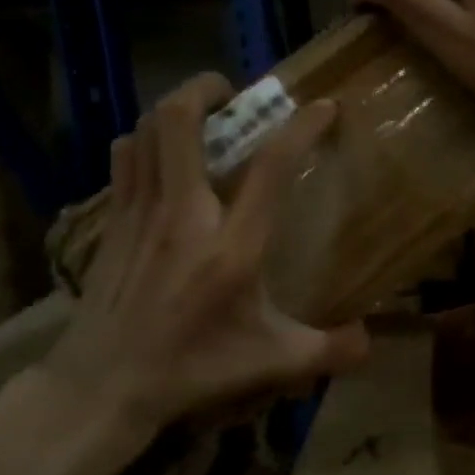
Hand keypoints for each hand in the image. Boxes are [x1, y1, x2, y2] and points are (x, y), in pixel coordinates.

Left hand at [43, 74, 369, 445]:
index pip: (271, 167)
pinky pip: (124, 158)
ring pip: (145, 131)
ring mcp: (141, 214)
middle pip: (179, 121)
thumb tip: (370, 342)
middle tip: (233, 93)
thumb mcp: (272, 362)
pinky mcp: (113, 223)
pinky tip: (161, 158)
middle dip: (206, 88)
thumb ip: (328, 350)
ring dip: (173, 111)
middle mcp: (184, 215)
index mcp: (232, 247)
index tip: (324, 107)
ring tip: (199, 117)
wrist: (104, 386)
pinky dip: (144, 142)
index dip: (301, 128)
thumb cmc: (193, 369)